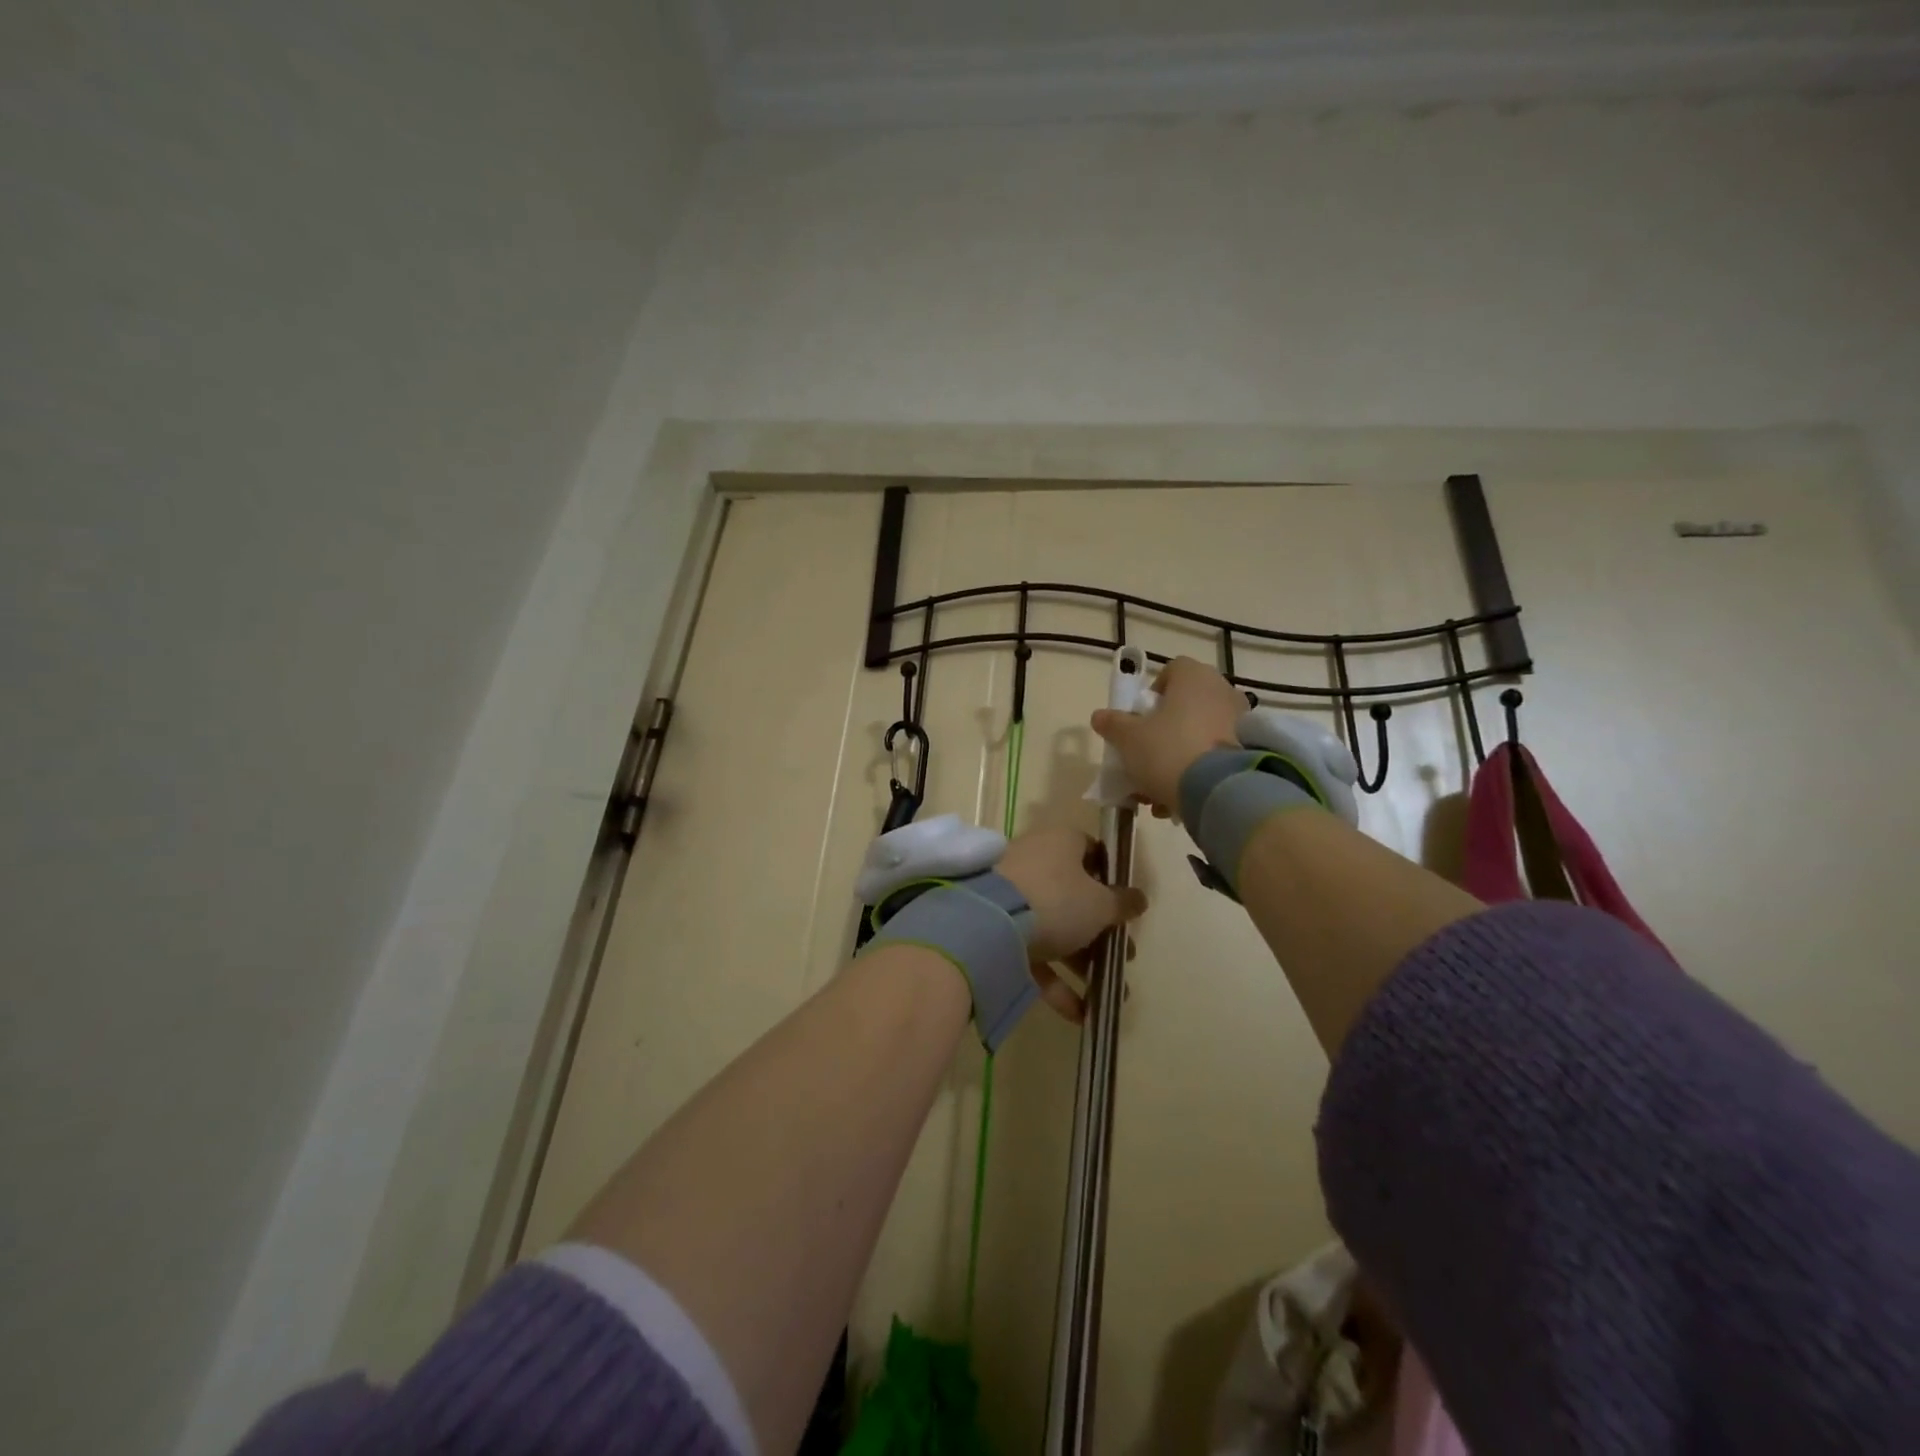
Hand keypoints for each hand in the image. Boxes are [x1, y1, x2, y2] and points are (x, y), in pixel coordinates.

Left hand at [996, 825, 1146, 1022]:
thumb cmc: (1055, 900)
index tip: (1125, 904)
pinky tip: (1081, 1014)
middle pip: (1074, 895)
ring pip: (1055, 928)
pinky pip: (1033, 955)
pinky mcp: (997, 932)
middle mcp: (1034, 864)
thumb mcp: (1099, 904)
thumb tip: (1139, 899)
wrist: (986, 925)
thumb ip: (1122, 903)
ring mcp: (1012, 898)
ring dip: (1083, 962)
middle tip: (1125, 956)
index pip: (1090, 851)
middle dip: (1101, 930)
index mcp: (1059, 843)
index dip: (1110, 877)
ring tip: (1110, 994)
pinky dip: (1056, 983)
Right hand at [1090, 656, 1244, 815]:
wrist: (1219, 791)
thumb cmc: (1168, 750)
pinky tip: (1179, 799)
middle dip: (1163, 732)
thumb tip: (1099, 716)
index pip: (1172, 671)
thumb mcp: (1128, 738)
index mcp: (1194, 677)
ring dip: (1178, 757)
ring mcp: (1241, 721)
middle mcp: (1222, 691)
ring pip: (1200, 735)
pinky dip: (1198, 772)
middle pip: (1185, 706)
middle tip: (1146, 758)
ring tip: (1158, 790)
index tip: (1141, 719)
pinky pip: (1216, 756)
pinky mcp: (1251, 751)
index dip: (1153, 693)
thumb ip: (1112, 724)